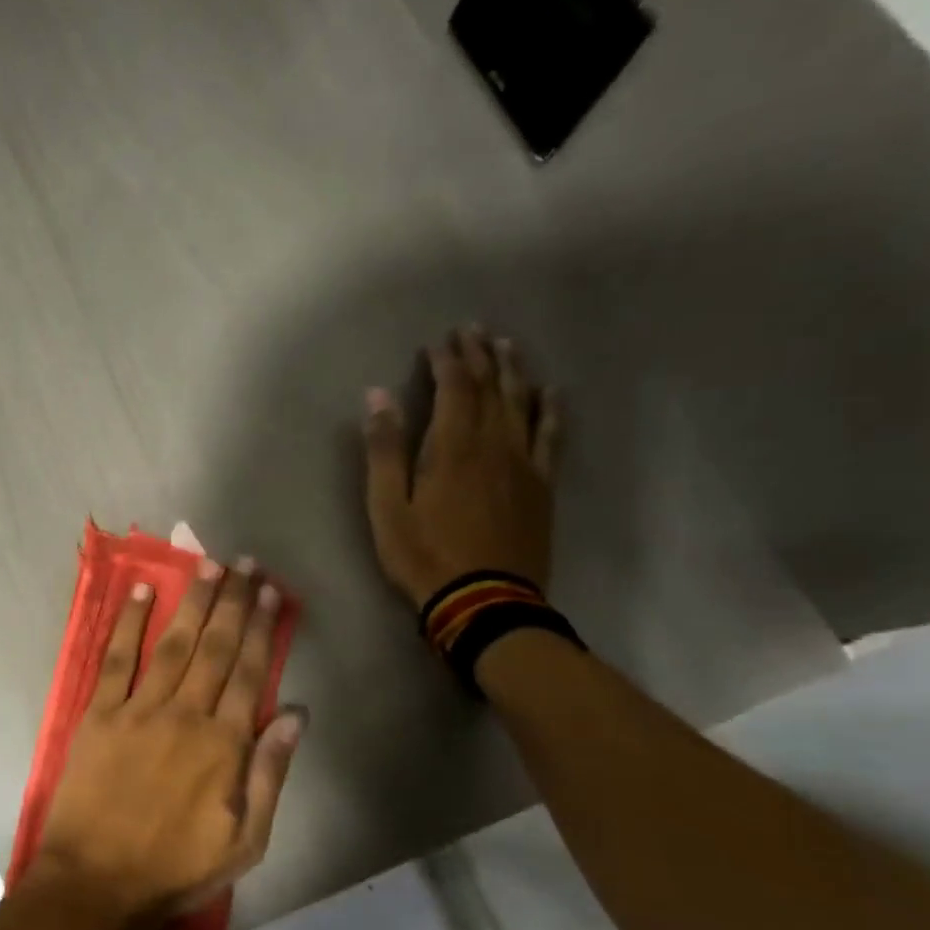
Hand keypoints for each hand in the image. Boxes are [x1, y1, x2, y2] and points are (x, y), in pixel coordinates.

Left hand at [30, 559, 305, 926]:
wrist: (97, 883)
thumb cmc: (176, 868)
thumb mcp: (245, 840)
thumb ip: (270, 773)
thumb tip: (296, 715)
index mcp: (223, 745)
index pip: (249, 672)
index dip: (262, 628)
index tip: (271, 592)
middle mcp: (185, 715)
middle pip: (214, 647)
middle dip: (232, 601)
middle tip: (245, 562)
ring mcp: (138, 710)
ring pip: (172, 644)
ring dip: (191, 601)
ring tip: (207, 564)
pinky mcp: (99, 714)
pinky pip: (115, 659)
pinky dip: (128, 624)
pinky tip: (141, 592)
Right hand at [363, 327, 561, 607]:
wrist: (483, 600)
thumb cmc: (424, 554)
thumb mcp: (387, 507)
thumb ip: (384, 450)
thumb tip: (378, 397)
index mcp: (452, 446)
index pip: (454, 387)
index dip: (446, 360)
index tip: (438, 342)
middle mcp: (494, 444)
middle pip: (491, 387)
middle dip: (480, 355)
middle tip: (473, 330)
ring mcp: (524, 463)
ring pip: (522, 403)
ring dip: (514, 371)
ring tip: (507, 346)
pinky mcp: (541, 485)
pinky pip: (551, 437)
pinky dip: (551, 410)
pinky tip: (552, 393)